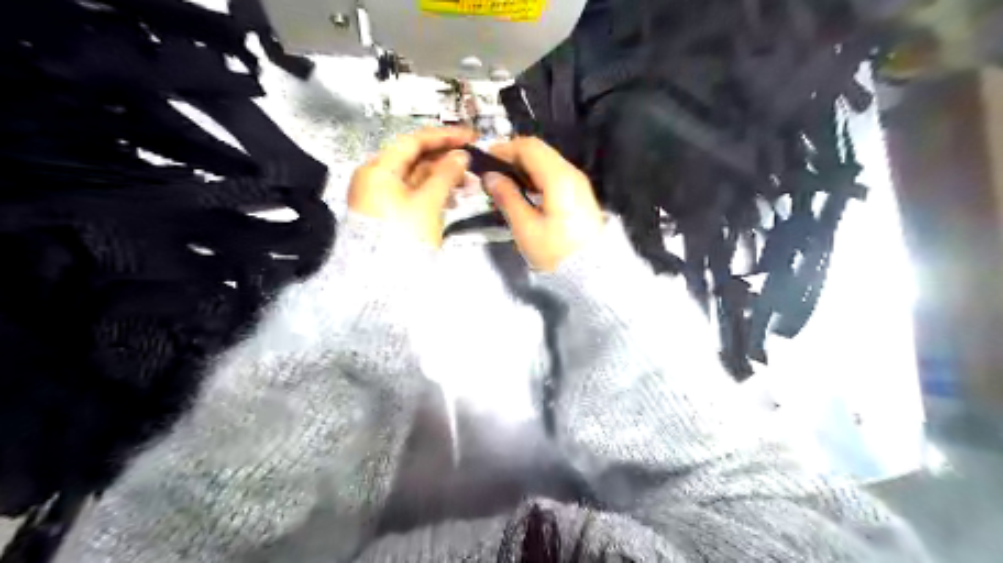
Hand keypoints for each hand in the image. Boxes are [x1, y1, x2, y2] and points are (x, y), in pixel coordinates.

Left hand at [349, 128, 474, 246]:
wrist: (381, 279)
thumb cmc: (403, 234)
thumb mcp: (427, 202)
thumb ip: (446, 175)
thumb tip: (461, 155)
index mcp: (379, 169)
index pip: (414, 141)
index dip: (444, 136)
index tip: (470, 137)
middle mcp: (378, 178)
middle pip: (416, 159)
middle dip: (447, 160)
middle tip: (474, 164)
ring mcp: (384, 197)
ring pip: (419, 178)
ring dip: (445, 178)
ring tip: (470, 185)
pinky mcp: (392, 213)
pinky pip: (416, 195)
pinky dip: (436, 193)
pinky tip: (455, 199)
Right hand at [485, 134, 601, 267]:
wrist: (592, 273)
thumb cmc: (557, 252)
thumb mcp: (526, 228)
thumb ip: (507, 198)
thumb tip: (490, 176)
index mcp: (558, 177)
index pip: (528, 147)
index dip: (503, 149)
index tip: (483, 162)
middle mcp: (571, 172)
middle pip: (538, 151)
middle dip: (512, 158)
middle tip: (491, 175)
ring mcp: (577, 183)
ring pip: (546, 162)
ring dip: (523, 168)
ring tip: (503, 186)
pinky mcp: (579, 195)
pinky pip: (553, 175)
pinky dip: (534, 178)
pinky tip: (523, 194)